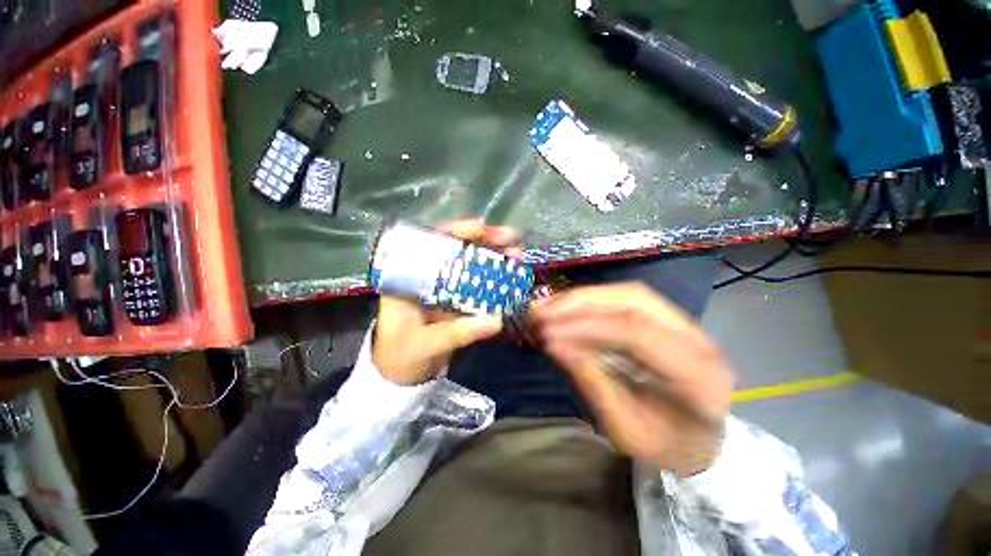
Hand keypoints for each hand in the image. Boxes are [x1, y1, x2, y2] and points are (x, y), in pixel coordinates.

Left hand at [373, 220, 522, 385]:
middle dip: (483, 242)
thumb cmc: (401, 357)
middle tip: (511, 238)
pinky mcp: (455, 301)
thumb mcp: (424, 345)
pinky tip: (512, 276)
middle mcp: (426, 277)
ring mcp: (443, 289)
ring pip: (470, 266)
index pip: (429, 244)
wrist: (402, 377)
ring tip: (517, 255)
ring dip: (494, 258)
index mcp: (407, 279)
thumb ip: (457, 333)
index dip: (455, 232)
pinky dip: (494, 281)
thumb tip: (496, 320)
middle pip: (455, 250)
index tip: (480, 228)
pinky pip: (477, 286)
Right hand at [532, 283, 733, 475]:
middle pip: (631, 300)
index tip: (548, 334)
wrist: (700, 441)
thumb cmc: (666, 446)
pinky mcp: (666, 317)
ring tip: (546, 306)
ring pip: (625, 293)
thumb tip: (554, 345)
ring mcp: (683, 322)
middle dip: (579, 302)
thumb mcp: (627, 430)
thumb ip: (593, 383)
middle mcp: (696, 336)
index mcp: (697, 374)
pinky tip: (563, 305)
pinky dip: (589, 300)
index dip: (587, 328)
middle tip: (541, 312)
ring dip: (581, 297)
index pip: (636, 332)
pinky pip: (623, 298)